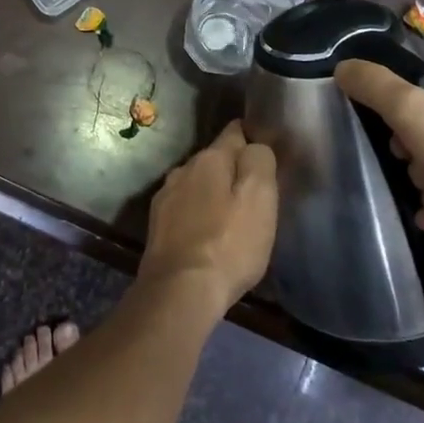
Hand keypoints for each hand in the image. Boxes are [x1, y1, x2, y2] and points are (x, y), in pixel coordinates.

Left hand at [141, 121, 277, 316]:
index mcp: (209, 159)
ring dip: (213, 193)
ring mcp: (166, 197)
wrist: (180, 290)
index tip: (266, 151)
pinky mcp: (157, 225)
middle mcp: (182, 169)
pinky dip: (198, 214)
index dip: (252, 138)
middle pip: (214, 160)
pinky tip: (208, 233)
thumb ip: (259, 161)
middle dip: (233, 169)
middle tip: (254, 192)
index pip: (234, 132)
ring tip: (232, 215)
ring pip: (197, 184)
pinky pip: (185, 209)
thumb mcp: (260, 198)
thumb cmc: (228, 243)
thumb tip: (255, 145)